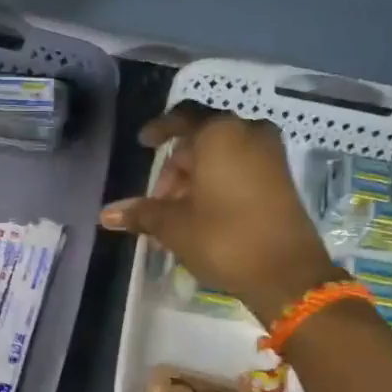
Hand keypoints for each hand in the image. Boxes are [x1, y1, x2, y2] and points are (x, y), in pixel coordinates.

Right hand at [99, 103, 340, 324]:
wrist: (286, 273)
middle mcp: (249, 133)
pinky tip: (202, 215)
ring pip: (221, 157)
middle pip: (201, 141)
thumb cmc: (224, 238)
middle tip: (157, 203)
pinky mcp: (281, 178)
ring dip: (196, 180)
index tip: (143, 144)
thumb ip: (141, 213)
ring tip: (177, 216)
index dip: (159, 130)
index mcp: (220, 133)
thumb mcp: (174, 226)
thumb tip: (105, 215)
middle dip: (176, 170)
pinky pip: (241, 169)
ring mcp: (270, 155)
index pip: (182, 118)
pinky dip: (218, 184)